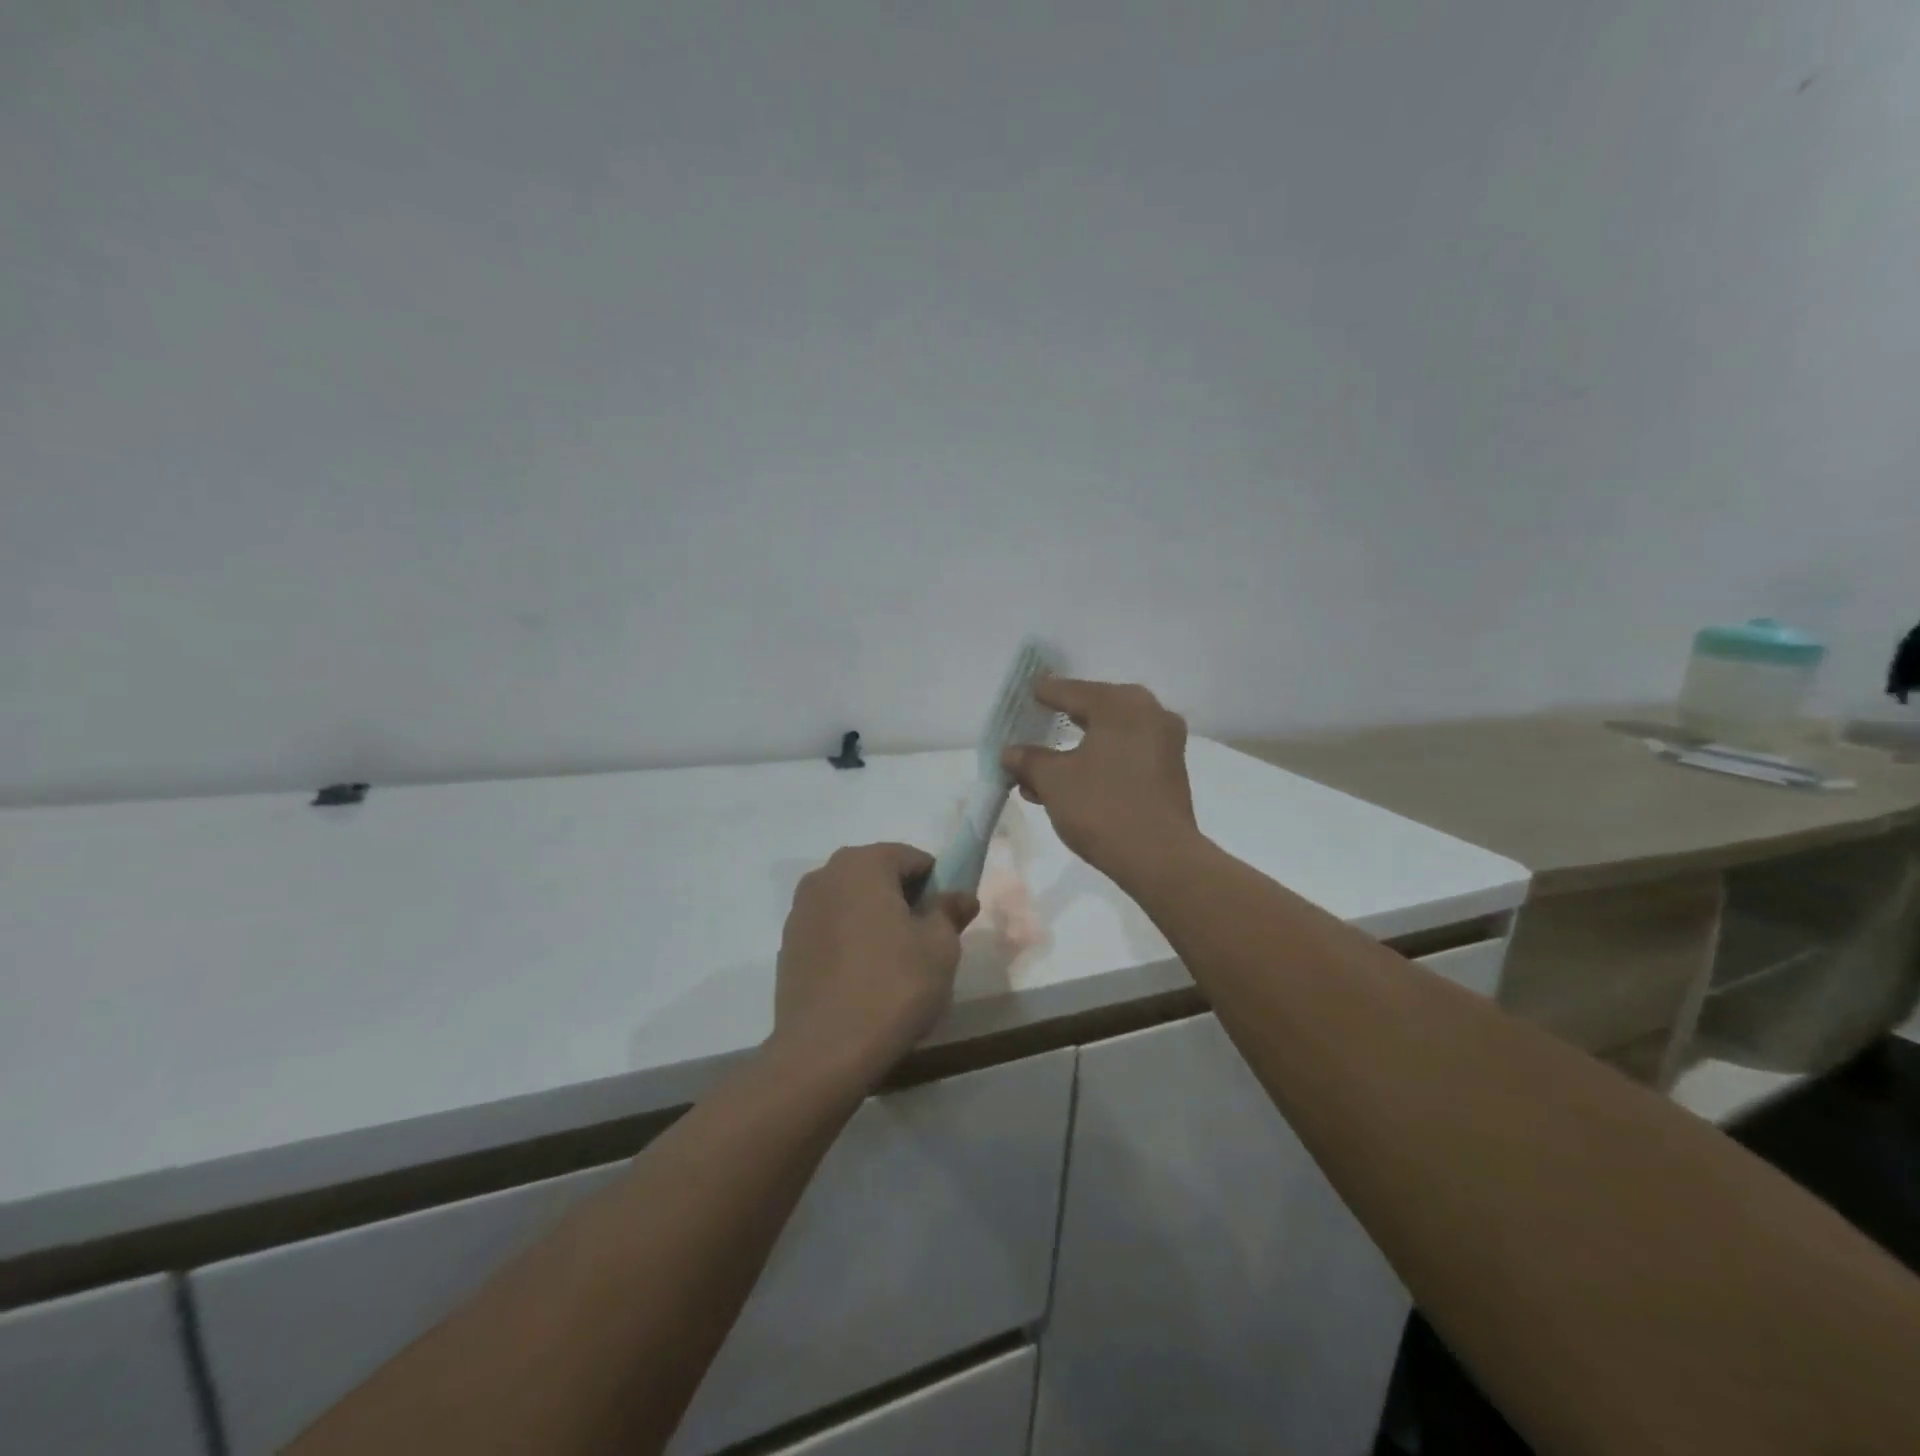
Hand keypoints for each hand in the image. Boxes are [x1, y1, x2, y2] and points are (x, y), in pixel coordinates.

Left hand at [769, 843, 978, 1083]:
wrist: (825, 1051)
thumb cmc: (893, 986)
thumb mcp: (940, 947)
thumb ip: (950, 911)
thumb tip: (960, 896)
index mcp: (862, 864)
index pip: (912, 858)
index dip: (937, 885)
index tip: (947, 920)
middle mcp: (824, 876)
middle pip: (878, 876)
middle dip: (904, 900)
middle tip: (925, 942)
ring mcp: (800, 911)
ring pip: (852, 903)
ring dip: (875, 920)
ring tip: (894, 964)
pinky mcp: (788, 946)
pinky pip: (831, 930)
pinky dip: (850, 942)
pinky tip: (863, 979)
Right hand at [1001, 678, 1200, 886]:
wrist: (1159, 858)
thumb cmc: (1101, 806)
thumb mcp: (1053, 781)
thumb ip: (1029, 760)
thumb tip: (1010, 752)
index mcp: (1121, 703)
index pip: (1071, 691)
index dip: (1043, 694)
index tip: (1024, 694)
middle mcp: (1149, 713)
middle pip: (1093, 713)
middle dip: (1059, 727)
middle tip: (1032, 729)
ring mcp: (1164, 743)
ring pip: (1108, 739)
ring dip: (1074, 753)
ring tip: (1038, 775)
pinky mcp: (1169, 773)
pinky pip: (1124, 757)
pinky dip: (1097, 765)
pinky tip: (1068, 787)